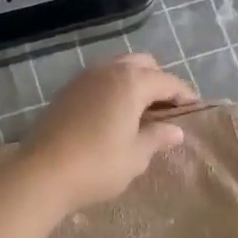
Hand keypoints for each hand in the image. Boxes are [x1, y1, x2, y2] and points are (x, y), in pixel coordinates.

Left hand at [15, 54, 197, 212]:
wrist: (42, 173)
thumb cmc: (97, 165)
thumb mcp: (136, 155)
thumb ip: (157, 137)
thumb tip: (175, 130)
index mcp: (131, 82)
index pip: (167, 81)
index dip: (184, 94)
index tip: (195, 110)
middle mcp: (109, 70)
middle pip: (143, 64)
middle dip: (159, 81)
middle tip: (168, 109)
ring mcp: (85, 77)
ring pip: (119, 68)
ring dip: (135, 82)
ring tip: (142, 111)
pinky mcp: (68, 90)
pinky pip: (100, 79)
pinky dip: (114, 88)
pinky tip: (115, 113)